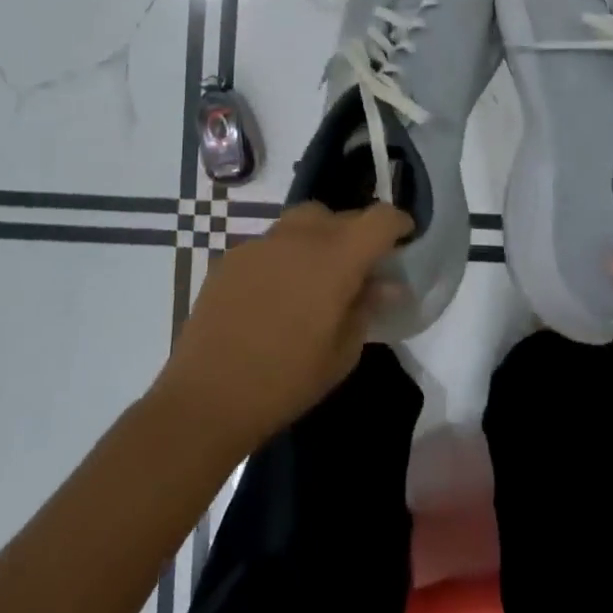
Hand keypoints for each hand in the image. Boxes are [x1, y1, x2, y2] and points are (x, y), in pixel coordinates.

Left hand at [154, 201, 410, 455]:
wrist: (207, 397)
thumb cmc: (286, 381)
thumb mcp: (342, 353)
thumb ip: (366, 308)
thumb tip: (384, 285)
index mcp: (336, 257)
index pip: (379, 219)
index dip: (397, 224)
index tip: (405, 238)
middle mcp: (300, 237)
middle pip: (339, 215)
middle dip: (356, 233)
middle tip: (359, 267)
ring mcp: (261, 243)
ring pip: (302, 223)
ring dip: (319, 239)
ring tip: (316, 277)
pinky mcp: (232, 258)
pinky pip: (270, 244)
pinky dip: (285, 257)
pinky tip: (277, 293)